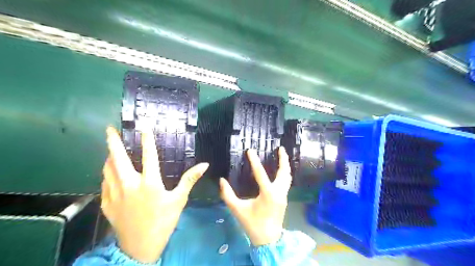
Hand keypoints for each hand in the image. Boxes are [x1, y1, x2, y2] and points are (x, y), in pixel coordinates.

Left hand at [102, 126, 207, 263]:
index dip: (147, 140)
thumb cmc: (163, 221)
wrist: (140, 247)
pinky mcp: (107, 204)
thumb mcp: (179, 199)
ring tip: (110, 150)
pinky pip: (104, 183)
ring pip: (107, 170)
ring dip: (108, 157)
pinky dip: (107, 174)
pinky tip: (109, 173)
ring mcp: (115, 194)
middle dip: (113, 142)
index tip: (145, 128)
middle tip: (109, 129)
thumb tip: (204, 165)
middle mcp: (129, 185)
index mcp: (149, 183)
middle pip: (118, 158)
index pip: (149, 156)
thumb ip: (190, 180)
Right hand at [219, 147, 292, 245]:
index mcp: (268, 194)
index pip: (260, 173)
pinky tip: (282, 171)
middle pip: (284, 172)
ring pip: (287, 177)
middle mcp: (278, 192)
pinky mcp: (284, 199)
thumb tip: (222, 180)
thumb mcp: (237, 210)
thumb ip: (228, 195)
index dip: (254, 160)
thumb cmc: (252, 224)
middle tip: (280, 148)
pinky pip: (287, 182)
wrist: (268, 240)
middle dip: (283, 159)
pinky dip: (285, 173)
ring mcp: (283, 196)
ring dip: (285, 165)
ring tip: (283, 156)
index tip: (250, 150)